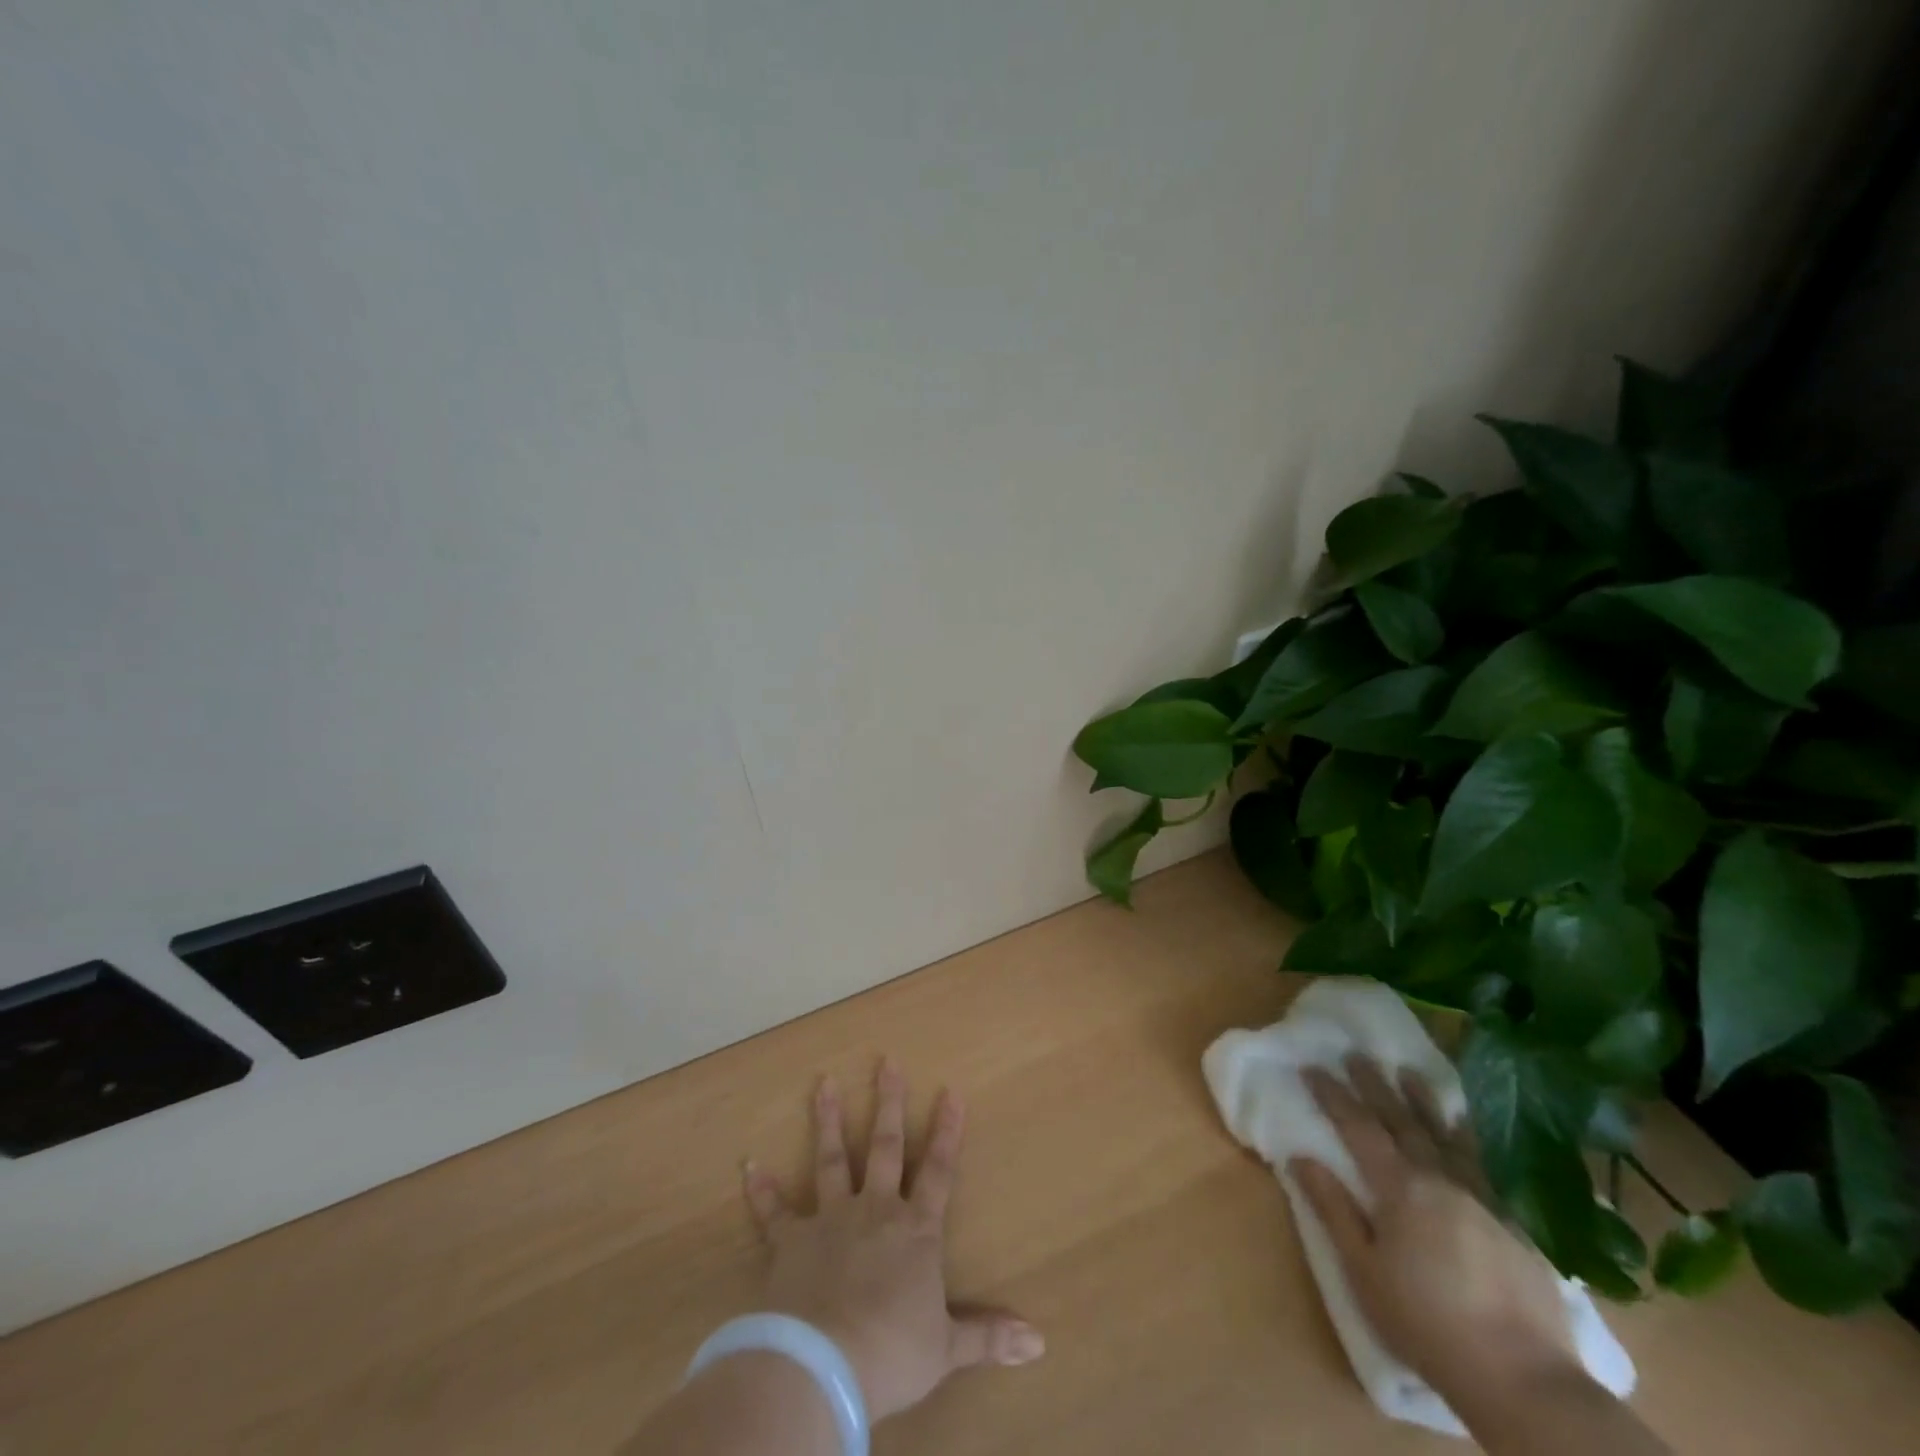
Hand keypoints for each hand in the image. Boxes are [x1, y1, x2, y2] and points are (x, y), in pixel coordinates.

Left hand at [741, 1061, 1043, 1422]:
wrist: (824, 1364)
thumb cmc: (891, 1352)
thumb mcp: (947, 1348)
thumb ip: (988, 1335)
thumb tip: (1039, 1342)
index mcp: (914, 1231)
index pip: (939, 1171)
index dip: (947, 1131)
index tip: (951, 1090)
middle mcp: (874, 1210)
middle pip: (885, 1146)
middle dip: (889, 1102)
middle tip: (886, 1060)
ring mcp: (830, 1219)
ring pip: (831, 1159)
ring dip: (827, 1120)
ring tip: (823, 1082)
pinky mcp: (791, 1240)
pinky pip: (774, 1212)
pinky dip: (761, 1190)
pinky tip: (750, 1165)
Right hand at [1288, 1056, 1576, 1398]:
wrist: (1523, 1380)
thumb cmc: (1427, 1324)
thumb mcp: (1363, 1271)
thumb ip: (1334, 1210)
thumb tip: (1300, 1157)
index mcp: (1400, 1190)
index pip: (1359, 1129)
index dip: (1333, 1096)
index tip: (1312, 1066)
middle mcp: (1440, 1180)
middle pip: (1401, 1122)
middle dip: (1375, 1086)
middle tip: (1356, 1054)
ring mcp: (1482, 1198)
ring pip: (1446, 1136)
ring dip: (1423, 1101)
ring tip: (1407, 1071)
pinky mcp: (1516, 1223)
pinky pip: (1491, 1167)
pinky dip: (1475, 1139)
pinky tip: (1470, 1125)